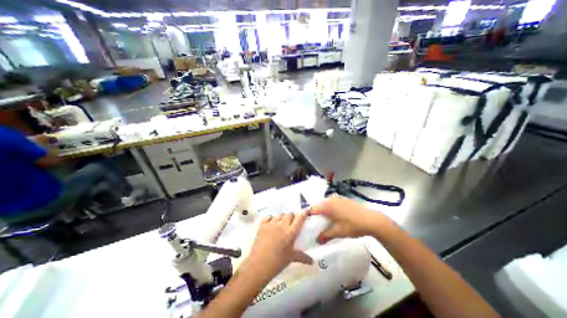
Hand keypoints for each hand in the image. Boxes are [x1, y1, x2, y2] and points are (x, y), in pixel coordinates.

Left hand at [243, 212, 314, 279]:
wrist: (258, 265)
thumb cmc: (277, 262)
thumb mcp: (290, 258)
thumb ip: (302, 256)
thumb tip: (312, 261)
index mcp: (290, 233)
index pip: (299, 219)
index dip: (303, 213)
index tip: (306, 210)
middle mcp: (282, 225)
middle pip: (289, 214)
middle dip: (292, 216)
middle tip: (292, 223)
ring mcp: (271, 224)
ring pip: (279, 214)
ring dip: (282, 217)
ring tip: (282, 223)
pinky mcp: (262, 225)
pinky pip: (268, 217)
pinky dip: (271, 218)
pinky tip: (271, 223)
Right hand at [309, 194, 385, 242]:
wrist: (372, 220)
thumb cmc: (353, 226)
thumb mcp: (338, 232)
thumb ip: (325, 236)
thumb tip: (316, 241)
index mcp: (326, 205)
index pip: (312, 210)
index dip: (309, 218)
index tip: (308, 225)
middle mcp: (330, 199)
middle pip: (318, 206)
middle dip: (316, 216)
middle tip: (317, 226)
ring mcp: (337, 198)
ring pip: (325, 205)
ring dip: (323, 213)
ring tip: (326, 223)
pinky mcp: (343, 199)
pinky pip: (332, 203)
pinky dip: (330, 210)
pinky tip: (335, 218)